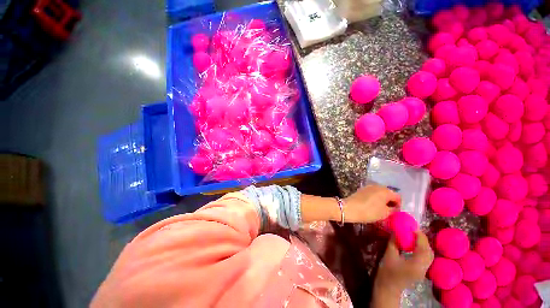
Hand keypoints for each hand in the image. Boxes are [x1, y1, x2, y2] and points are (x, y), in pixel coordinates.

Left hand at [342, 184, 400, 223]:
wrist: (349, 208)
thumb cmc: (369, 211)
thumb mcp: (385, 213)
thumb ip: (393, 210)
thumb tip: (395, 208)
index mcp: (386, 191)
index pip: (398, 197)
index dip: (399, 205)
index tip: (396, 213)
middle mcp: (378, 186)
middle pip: (389, 193)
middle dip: (390, 202)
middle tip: (389, 212)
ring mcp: (369, 186)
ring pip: (380, 193)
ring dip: (382, 200)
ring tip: (380, 209)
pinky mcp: (362, 189)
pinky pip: (372, 193)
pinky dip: (375, 198)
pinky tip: (372, 206)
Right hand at [374, 231, 433, 296]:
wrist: (388, 287)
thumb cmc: (387, 271)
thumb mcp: (389, 255)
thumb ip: (394, 242)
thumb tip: (396, 231)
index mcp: (416, 264)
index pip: (423, 248)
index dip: (420, 236)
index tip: (412, 227)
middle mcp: (424, 268)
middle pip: (429, 252)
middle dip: (423, 240)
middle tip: (413, 231)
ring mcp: (424, 271)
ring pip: (429, 255)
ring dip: (423, 245)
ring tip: (413, 237)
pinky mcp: (421, 272)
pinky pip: (426, 259)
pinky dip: (422, 250)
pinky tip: (414, 247)